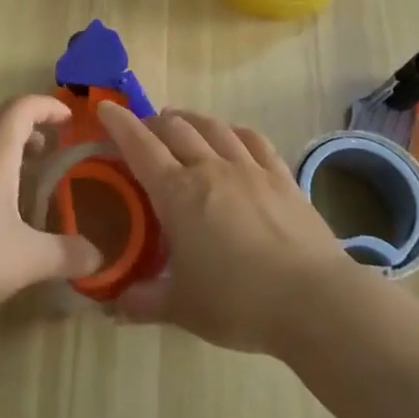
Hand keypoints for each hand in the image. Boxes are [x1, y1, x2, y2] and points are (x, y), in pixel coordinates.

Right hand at [98, 101, 353, 353]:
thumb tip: (114, 306)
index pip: (140, 146)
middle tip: (143, 131)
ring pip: (213, 127)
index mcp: (177, 193)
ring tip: (180, 123)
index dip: (119, 124)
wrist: (314, 301)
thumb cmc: (238, 302)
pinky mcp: (282, 177)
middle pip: (176, 128)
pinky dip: (234, 131)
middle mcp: (210, 168)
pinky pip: (253, 140)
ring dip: (190, 119)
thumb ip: (143, 301)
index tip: (105, 108)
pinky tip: (232, 137)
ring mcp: (250, 168)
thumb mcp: (182, 308)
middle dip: (153, 123)